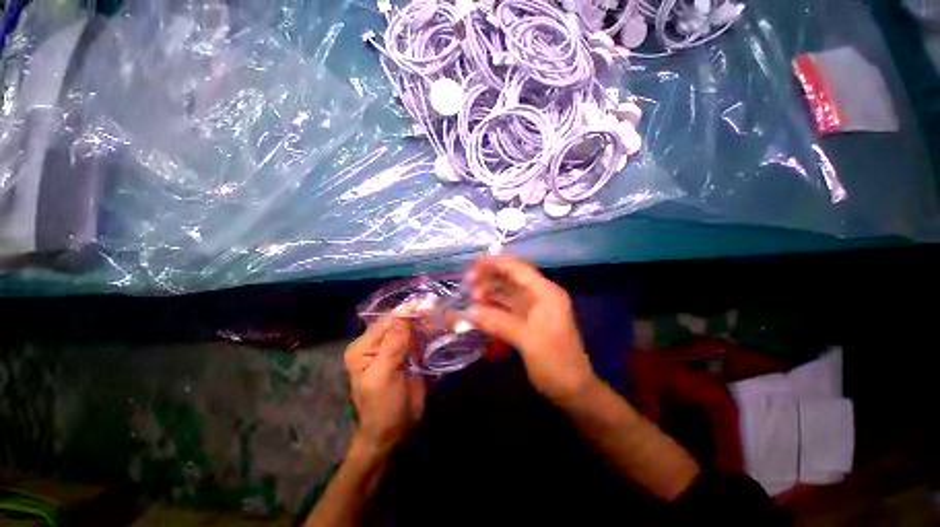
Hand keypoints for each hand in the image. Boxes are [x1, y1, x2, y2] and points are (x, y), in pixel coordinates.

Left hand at [344, 315, 425, 455]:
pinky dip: (427, 332)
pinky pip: (417, 338)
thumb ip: (393, 343)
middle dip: (418, 314)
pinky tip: (439, 326)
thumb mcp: (384, 375)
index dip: (408, 310)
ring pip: (409, 328)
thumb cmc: (383, 407)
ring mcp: (392, 349)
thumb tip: (405, 312)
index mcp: (363, 347)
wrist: (393, 433)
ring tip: (442, 313)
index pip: (387, 320)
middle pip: (398, 321)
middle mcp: (376, 343)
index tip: (430, 301)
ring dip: (425, 321)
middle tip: (439, 306)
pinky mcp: (406, 355)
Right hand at [467, 256, 597, 403]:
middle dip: (489, 278)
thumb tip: (469, 311)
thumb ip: (498, 322)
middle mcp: (541, 295)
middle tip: (467, 284)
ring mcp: (534, 308)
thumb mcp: (527, 340)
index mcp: (546, 293)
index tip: (472, 265)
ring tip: (471, 297)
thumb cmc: (555, 363)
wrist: (574, 390)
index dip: (495, 263)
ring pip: (508, 292)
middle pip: (512, 278)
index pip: (518, 269)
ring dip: (490, 292)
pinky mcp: (528, 320)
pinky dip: (494, 306)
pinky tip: (480, 309)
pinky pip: (508, 307)